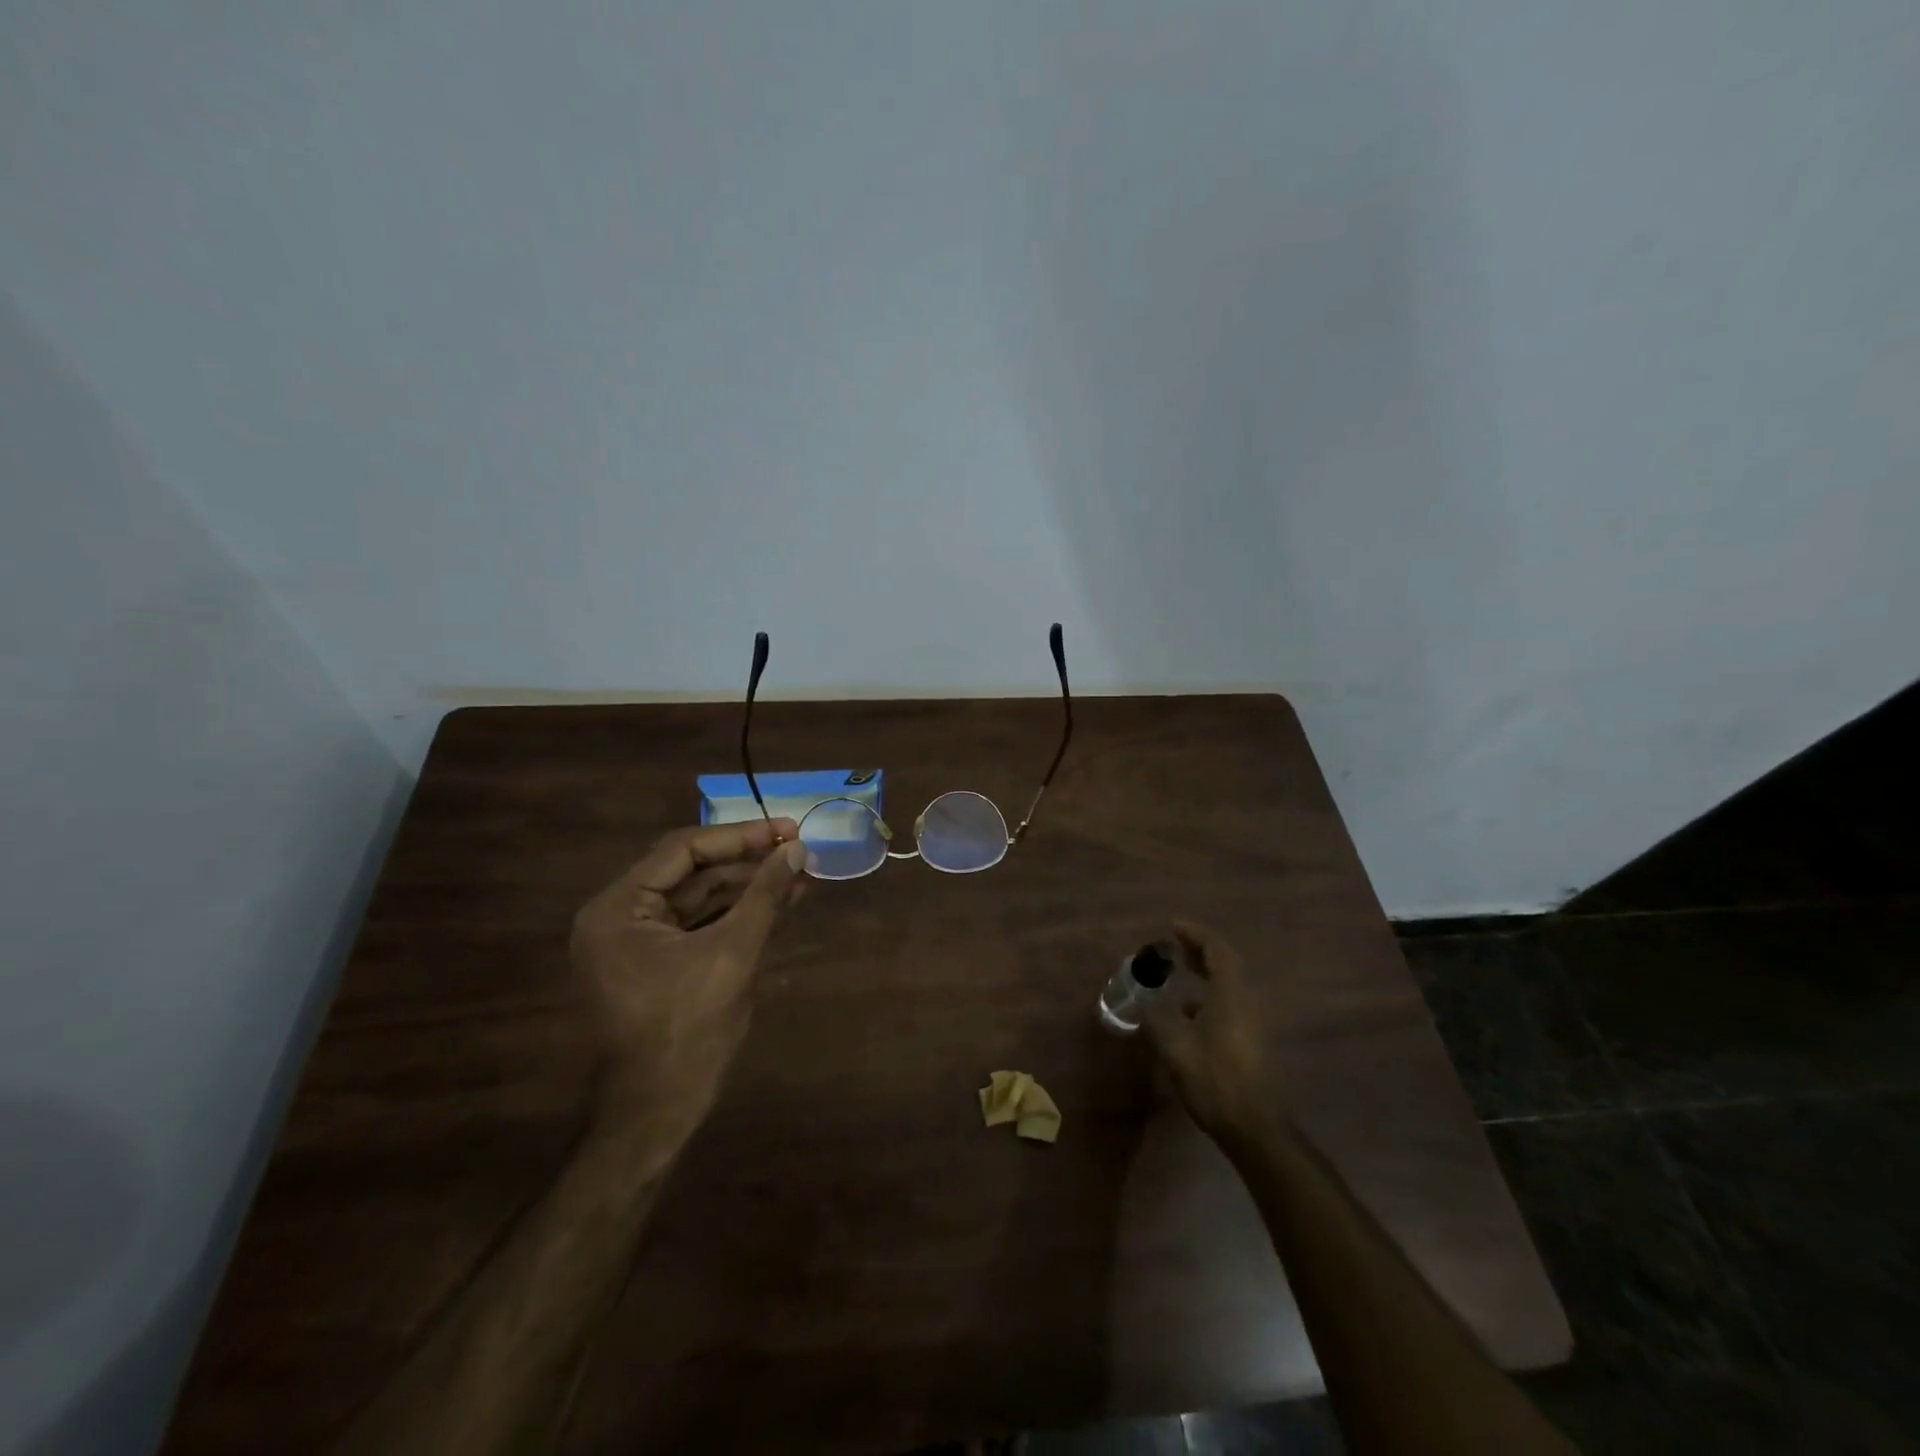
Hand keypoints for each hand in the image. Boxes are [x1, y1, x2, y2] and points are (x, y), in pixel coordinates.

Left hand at [570, 818, 806, 1139]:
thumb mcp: (733, 954)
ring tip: (800, 874)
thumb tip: (797, 849)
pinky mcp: (657, 961)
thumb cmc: (688, 1030)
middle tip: (798, 849)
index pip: (684, 850)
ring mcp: (637, 940)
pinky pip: (700, 923)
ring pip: (700, 896)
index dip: (741, 836)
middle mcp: (619, 916)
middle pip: (692, 870)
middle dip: (748, 861)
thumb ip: (764, 895)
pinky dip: (738, 912)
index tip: (788, 829)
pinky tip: (781, 901)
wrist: (659, 1113)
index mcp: (618, 908)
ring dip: (749, 886)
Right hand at [1143, 921, 1271, 1141]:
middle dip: (1200, 951)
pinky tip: (1188, 1016)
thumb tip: (1145, 1007)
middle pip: (1226, 964)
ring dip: (1205, 976)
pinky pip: (1229, 1005)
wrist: (1254, 1127)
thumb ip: (1156, 1019)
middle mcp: (1246, 1002)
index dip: (1195, 934)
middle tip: (1175, 947)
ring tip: (1178, 977)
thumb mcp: (1174, 1046)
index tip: (1173, 927)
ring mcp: (1252, 1023)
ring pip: (1228, 987)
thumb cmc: (1213, 1078)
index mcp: (1230, 994)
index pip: (1216, 949)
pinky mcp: (1252, 1042)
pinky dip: (1208, 998)